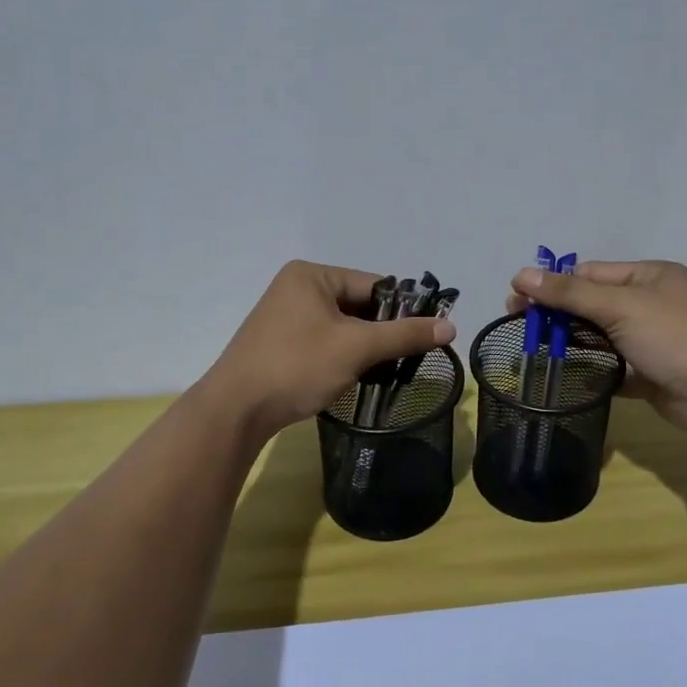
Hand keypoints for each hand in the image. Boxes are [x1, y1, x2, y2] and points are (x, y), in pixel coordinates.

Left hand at [205, 261, 454, 439]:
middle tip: (408, 359)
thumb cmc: (297, 366)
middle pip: (360, 305)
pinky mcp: (282, 343)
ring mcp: (286, 316)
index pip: (374, 285)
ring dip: (366, 348)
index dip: (403, 310)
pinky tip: (357, 377)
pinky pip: (326, 342)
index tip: (426, 337)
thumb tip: (450, 326)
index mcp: (312, 275)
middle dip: (384, 332)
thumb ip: (404, 335)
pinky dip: (345, 357)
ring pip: (344, 327)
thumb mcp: (357, 347)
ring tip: (386, 371)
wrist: (235, 411)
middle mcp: (298, 288)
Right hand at [507, 260, 686, 437]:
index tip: (517, 298)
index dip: (554, 284)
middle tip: (518, 323)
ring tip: (532, 349)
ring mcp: (651, 339)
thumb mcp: (619, 306)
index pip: (591, 273)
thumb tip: (521, 274)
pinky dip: (590, 368)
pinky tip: (562, 374)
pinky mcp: (649, 372)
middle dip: (557, 313)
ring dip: (570, 341)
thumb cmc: (672, 337)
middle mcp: (651, 303)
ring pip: (600, 335)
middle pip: (593, 303)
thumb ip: (569, 293)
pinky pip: (612, 365)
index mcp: (650, 276)